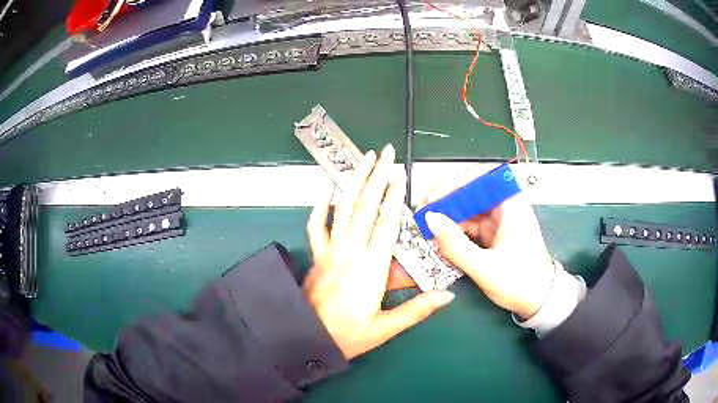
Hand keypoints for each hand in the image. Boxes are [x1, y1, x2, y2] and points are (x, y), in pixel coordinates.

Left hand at [304, 144, 454, 359]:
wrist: (306, 338)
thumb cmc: (348, 335)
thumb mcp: (385, 328)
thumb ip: (416, 310)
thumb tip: (448, 296)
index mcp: (371, 267)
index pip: (386, 223)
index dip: (394, 196)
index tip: (400, 174)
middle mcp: (350, 251)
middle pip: (365, 206)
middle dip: (376, 176)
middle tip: (385, 152)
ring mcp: (330, 251)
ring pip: (342, 208)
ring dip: (354, 180)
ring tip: (363, 158)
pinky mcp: (317, 255)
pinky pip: (317, 225)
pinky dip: (321, 205)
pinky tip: (327, 189)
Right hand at [423, 171, 554, 319]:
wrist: (539, 302)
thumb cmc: (520, 283)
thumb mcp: (485, 267)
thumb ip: (456, 245)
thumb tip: (430, 219)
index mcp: (512, 206)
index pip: (482, 178)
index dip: (456, 183)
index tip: (434, 197)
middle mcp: (506, 207)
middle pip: (473, 192)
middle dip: (447, 200)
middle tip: (424, 212)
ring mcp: (500, 221)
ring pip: (470, 209)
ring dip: (449, 217)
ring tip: (428, 228)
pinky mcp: (495, 234)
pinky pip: (471, 225)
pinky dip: (456, 231)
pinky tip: (442, 240)